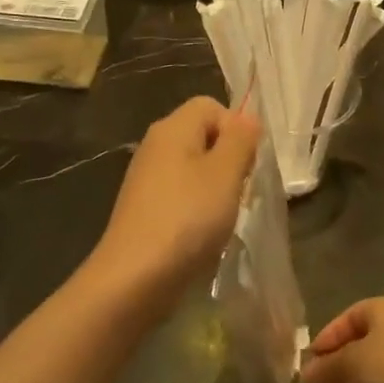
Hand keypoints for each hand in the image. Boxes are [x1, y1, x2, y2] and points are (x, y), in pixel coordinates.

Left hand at [90, 96, 259, 307]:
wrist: (135, 276)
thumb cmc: (187, 218)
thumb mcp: (226, 173)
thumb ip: (241, 140)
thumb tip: (247, 119)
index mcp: (172, 128)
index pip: (211, 106)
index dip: (236, 128)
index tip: (246, 163)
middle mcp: (155, 146)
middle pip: (202, 136)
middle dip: (229, 160)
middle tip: (238, 191)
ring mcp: (146, 179)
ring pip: (194, 168)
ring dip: (216, 188)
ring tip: (222, 215)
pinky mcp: (145, 209)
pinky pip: (180, 195)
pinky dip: (197, 209)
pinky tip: (203, 233)